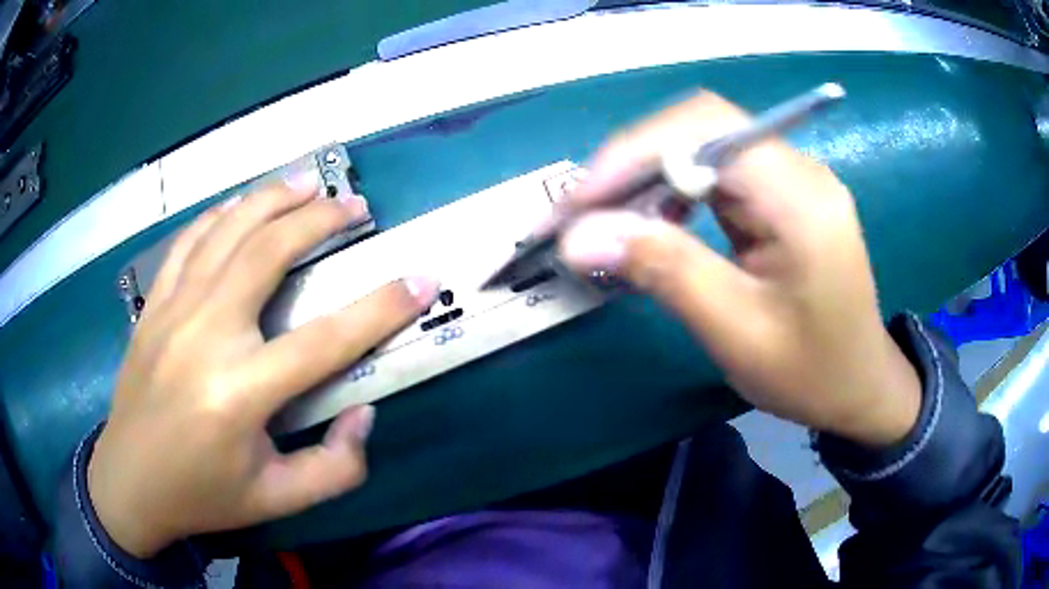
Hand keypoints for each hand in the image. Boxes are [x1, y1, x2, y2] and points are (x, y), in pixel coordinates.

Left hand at [88, 174, 438, 557]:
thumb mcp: (277, 500)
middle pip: (268, 253)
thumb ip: (334, 468)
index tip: (420, 279)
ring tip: (307, 181)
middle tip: (355, 206)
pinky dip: (220, 214)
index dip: (381, 308)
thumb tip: (363, 413)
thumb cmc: (202, 495)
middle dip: (319, 220)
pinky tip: (241, 205)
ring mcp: (172, 311)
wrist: (128, 482)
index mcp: (239, 393)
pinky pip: (189, 242)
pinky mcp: (153, 305)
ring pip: (227, 231)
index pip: (324, 340)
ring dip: (272, 199)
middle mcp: (204, 335)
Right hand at [558, 91, 920, 447]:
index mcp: (801, 197)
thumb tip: (579, 236)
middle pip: (702, 128)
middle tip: (583, 212)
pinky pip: (718, 172)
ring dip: (650, 175)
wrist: (859, 386)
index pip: (708, 129)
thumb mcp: (737, 331)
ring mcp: (792, 179)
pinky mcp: (782, 196)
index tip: (581, 201)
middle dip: (634, 161)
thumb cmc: (811, 372)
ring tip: (609, 219)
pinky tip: (656, 221)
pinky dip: (675, 190)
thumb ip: (664, 271)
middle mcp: (798, 171)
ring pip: (705, 146)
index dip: (635, 151)